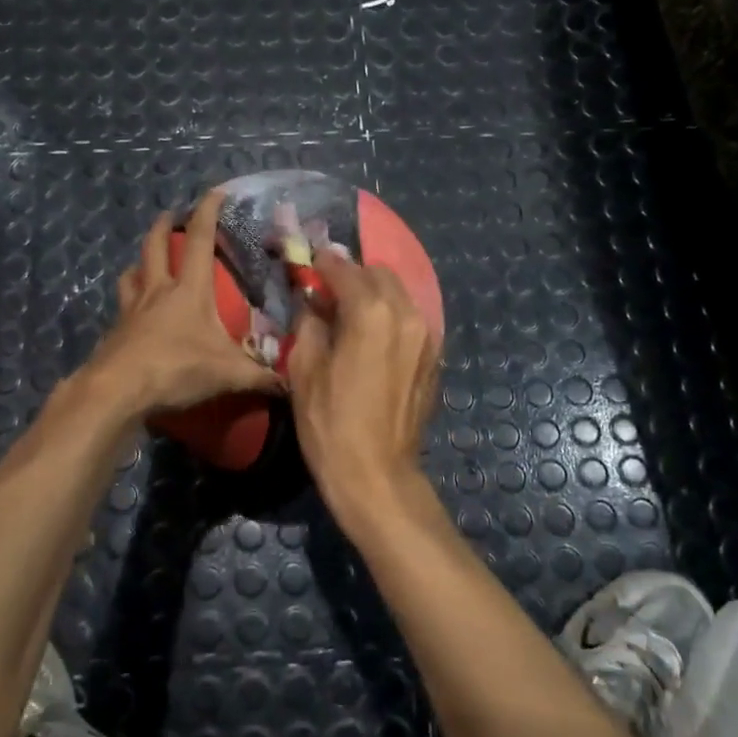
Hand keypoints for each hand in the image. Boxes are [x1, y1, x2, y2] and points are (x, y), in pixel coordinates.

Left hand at [83, 188, 282, 418]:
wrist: (118, 390)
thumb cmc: (176, 368)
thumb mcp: (228, 374)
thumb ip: (260, 377)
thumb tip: (289, 385)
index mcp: (189, 290)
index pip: (200, 239)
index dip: (208, 212)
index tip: (215, 191)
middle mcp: (157, 291)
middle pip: (154, 246)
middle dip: (163, 225)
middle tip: (170, 215)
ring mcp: (131, 309)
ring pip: (132, 274)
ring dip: (140, 262)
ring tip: (146, 264)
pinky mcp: (116, 331)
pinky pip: (122, 307)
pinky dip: (129, 302)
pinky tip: (135, 315)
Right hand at [286, 251, 441, 526]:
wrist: (376, 474)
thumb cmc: (331, 423)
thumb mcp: (304, 370)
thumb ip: (309, 323)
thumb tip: (313, 303)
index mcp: (371, 312)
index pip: (345, 269)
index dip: (323, 263)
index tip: (309, 262)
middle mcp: (406, 314)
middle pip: (379, 274)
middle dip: (352, 275)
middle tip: (327, 290)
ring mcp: (427, 336)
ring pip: (398, 295)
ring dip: (373, 294)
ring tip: (348, 312)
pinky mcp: (433, 357)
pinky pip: (409, 319)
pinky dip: (389, 315)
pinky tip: (370, 336)